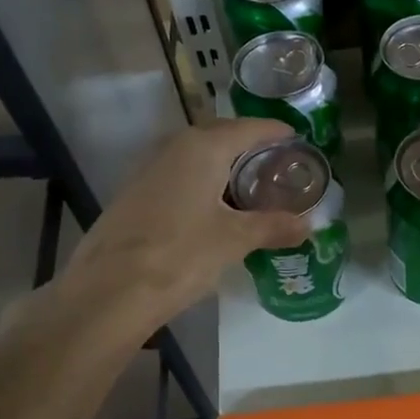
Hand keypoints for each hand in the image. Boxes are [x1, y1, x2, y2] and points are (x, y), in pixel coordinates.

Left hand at [0, 118, 308, 350]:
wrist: (109, 290)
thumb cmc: (180, 254)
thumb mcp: (234, 240)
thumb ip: (273, 226)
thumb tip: (309, 225)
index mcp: (202, 147)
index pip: (249, 127)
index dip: (276, 132)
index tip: (298, 141)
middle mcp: (174, 147)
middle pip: (221, 137)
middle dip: (251, 149)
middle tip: (279, 169)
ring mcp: (149, 169)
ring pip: (197, 158)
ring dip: (225, 168)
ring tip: (253, 191)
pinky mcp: (135, 194)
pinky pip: (180, 176)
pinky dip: (203, 185)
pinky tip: (215, 211)